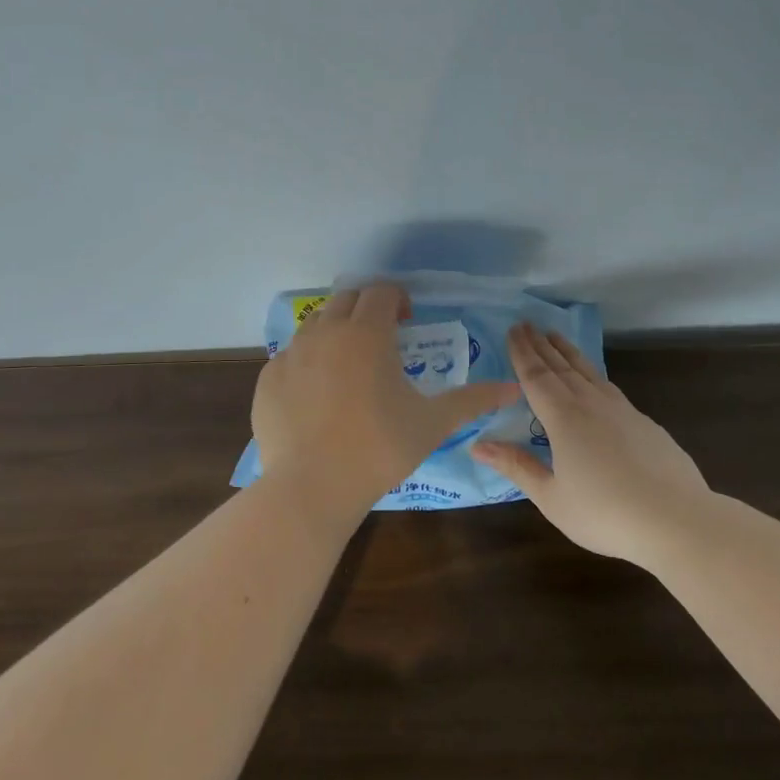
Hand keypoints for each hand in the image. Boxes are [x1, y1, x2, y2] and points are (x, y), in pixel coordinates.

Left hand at [251, 283, 519, 530]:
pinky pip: (290, 356)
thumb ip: (472, 400)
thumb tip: (512, 388)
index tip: (408, 322)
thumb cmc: (379, 449)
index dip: (398, 299)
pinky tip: (317, 395)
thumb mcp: (432, 423)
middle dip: (367, 309)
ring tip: (349, 365)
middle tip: (382, 339)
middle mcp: (325, 332)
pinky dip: (308, 361)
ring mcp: (291, 354)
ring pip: (315, 323)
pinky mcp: (267, 379)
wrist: (312, 487)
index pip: (382, 291)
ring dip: (336, 331)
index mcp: (367, 333)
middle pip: (347, 298)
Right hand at [471, 324, 708, 560]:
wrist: (676, 519)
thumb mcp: (551, 497)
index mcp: (563, 418)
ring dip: (568, 352)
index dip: (522, 353)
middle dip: (541, 345)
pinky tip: (594, 379)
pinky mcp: (644, 422)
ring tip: (555, 336)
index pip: (536, 377)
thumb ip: (516, 466)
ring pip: (588, 371)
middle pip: (560, 367)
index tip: (512, 330)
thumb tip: (477, 445)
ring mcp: (622, 410)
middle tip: (526, 324)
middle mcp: (591, 404)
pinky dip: (592, 373)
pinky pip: (609, 386)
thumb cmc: (605, 513)